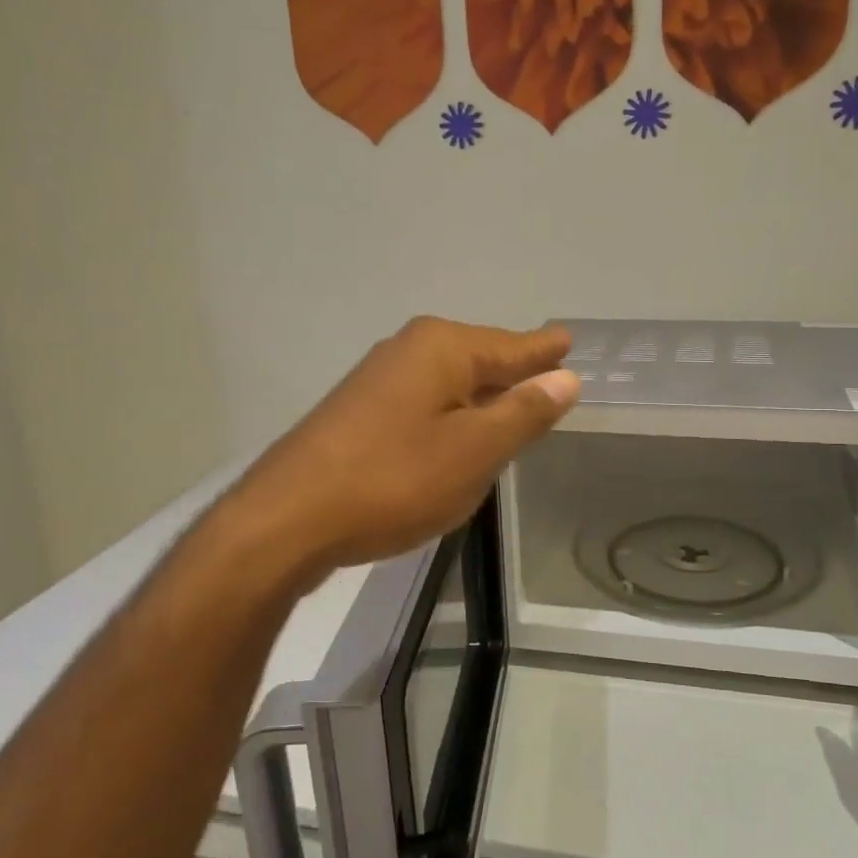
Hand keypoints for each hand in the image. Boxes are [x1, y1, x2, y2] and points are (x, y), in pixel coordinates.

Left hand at [226, 317, 579, 579]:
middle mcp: (409, 350)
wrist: (289, 518)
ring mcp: (378, 380)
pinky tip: (457, 436)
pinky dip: (451, 416)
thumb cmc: (394, 480)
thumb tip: (565, 378)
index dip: (543, 350)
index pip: (511, 347)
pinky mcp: (359, 413)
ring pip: (449, 384)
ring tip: (515, 403)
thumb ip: (523, 413)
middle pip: (478, 359)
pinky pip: (424, 405)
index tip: (568, 339)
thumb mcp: (474, 451)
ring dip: (481, 397)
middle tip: (551, 376)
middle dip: (513, 370)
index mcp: (442, 348)